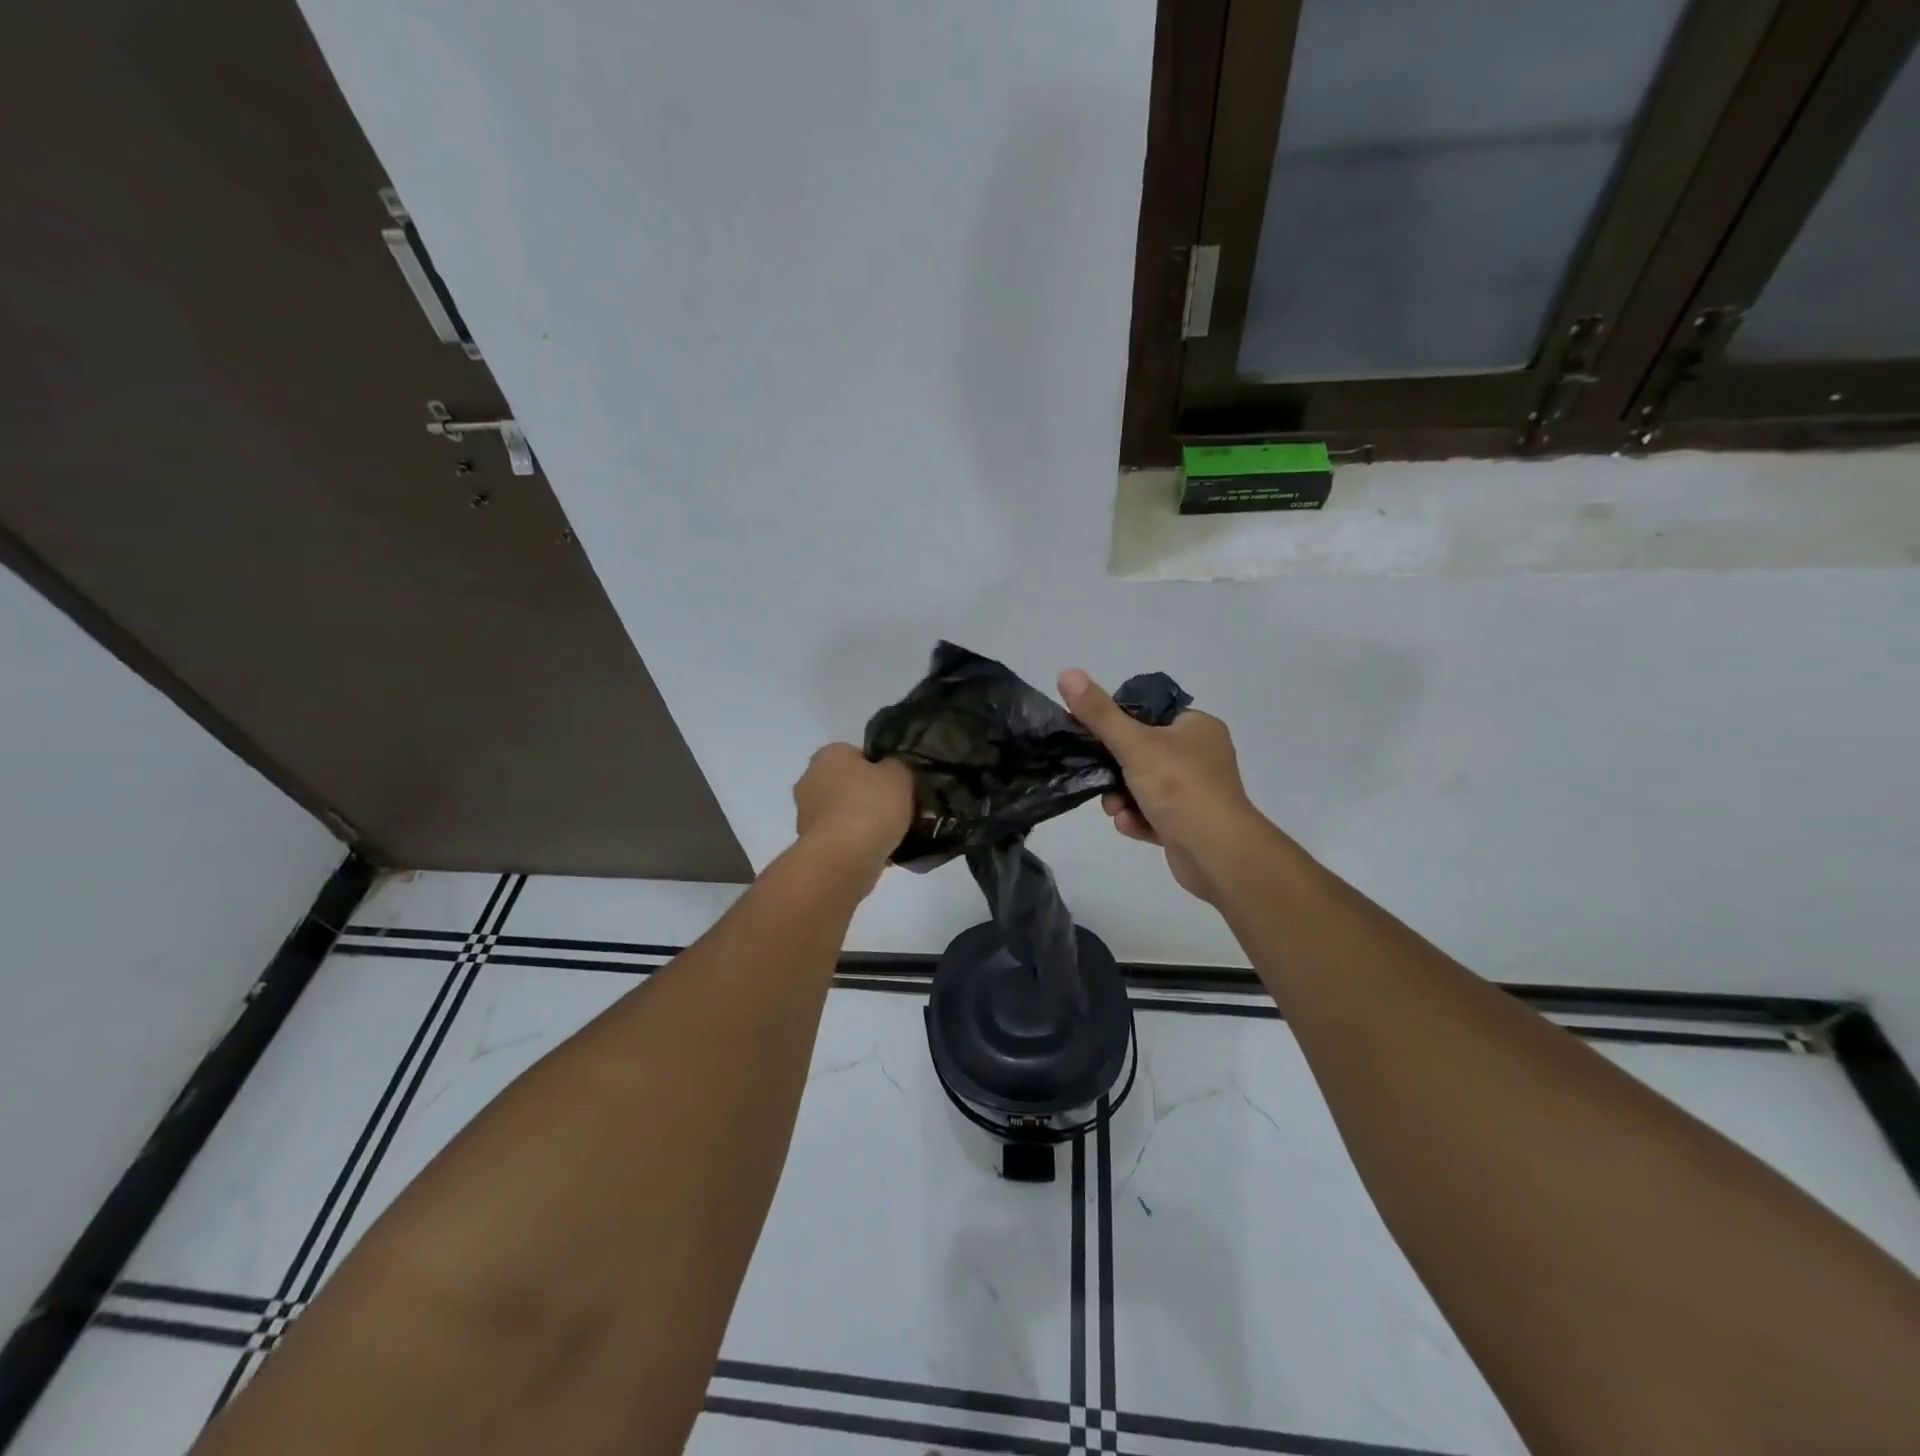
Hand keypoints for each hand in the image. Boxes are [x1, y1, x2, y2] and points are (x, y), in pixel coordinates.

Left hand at [793, 744, 914, 881]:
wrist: (843, 858)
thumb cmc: (870, 806)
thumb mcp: (899, 775)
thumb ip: (897, 766)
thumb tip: (891, 770)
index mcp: (828, 755)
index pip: (856, 754)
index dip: (879, 768)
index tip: (896, 784)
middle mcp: (810, 780)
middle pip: (847, 784)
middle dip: (867, 795)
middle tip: (895, 808)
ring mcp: (806, 815)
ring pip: (842, 812)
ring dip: (861, 821)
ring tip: (890, 834)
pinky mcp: (810, 845)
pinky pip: (840, 838)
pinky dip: (855, 843)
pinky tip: (877, 851)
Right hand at [1059, 669, 1257, 902]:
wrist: (1217, 853)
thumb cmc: (1179, 787)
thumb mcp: (1134, 743)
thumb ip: (1099, 712)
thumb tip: (1067, 673)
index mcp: (1197, 727)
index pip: (1149, 714)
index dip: (1118, 725)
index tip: (1093, 739)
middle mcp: (1201, 755)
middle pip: (1142, 753)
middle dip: (1114, 771)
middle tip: (1099, 780)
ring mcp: (1197, 791)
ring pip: (1144, 786)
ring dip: (1122, 798)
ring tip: (1114, 810)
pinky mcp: (1189, 824)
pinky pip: (1153, 814)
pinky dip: (1137, 818)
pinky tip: (1129, 825)